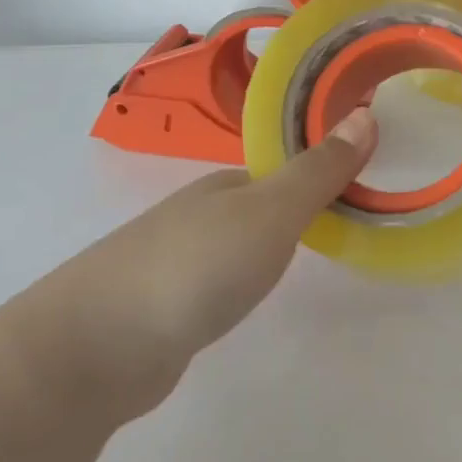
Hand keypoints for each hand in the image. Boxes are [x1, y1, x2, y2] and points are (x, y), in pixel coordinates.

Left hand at [17, 108, 376, 406]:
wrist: (96, 347)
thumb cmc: (196, 266)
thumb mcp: (271, 212)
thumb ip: (318, 171)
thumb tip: (366, 114)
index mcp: (225, 185)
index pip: (284, 169)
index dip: (323, 172)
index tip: (365, 187)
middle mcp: (198, 213)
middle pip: (259, 202)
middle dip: (298, 209)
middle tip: (347, 227)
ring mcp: (175, 259)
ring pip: (236, 240)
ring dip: (268, 244)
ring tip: (306, 260)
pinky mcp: (162, 305)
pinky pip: (215, 278)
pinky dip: (238, 279)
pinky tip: (243, 298)